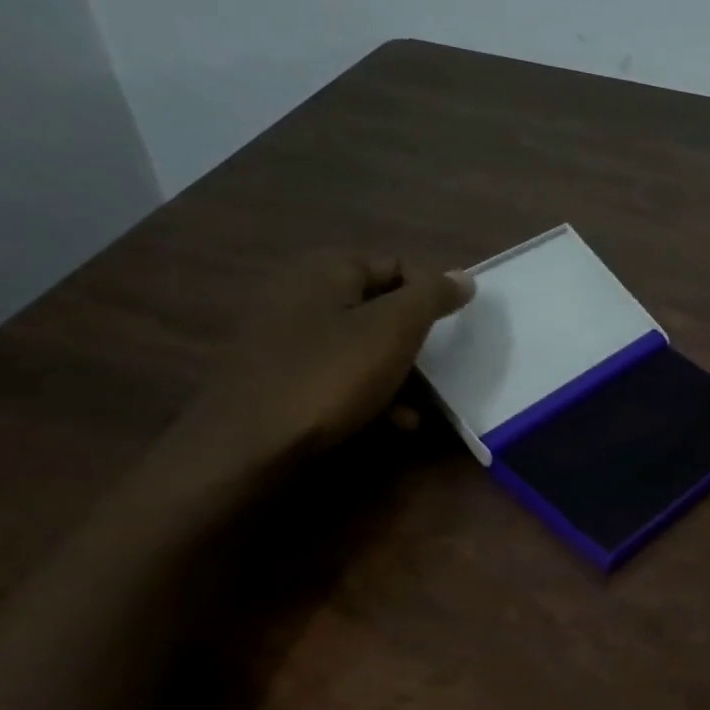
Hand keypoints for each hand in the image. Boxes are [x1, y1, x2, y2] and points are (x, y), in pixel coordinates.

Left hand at [161, 253, 472, 488]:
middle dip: (414, 340)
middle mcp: (299, 293)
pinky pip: (335, 374)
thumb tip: (463, 276)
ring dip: (396, 372)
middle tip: (442, 368)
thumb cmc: (329, 377)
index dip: (431, 293)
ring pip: (358, 345)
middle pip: (378, 307)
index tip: (455, 329)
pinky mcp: (277, 377)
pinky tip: (393, 422)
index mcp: (326, 269)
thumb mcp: (393, 331)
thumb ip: (431, 297)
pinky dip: (368, 392)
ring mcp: (283, 337)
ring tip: (424, 404)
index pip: (396, 264)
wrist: (246, 445)